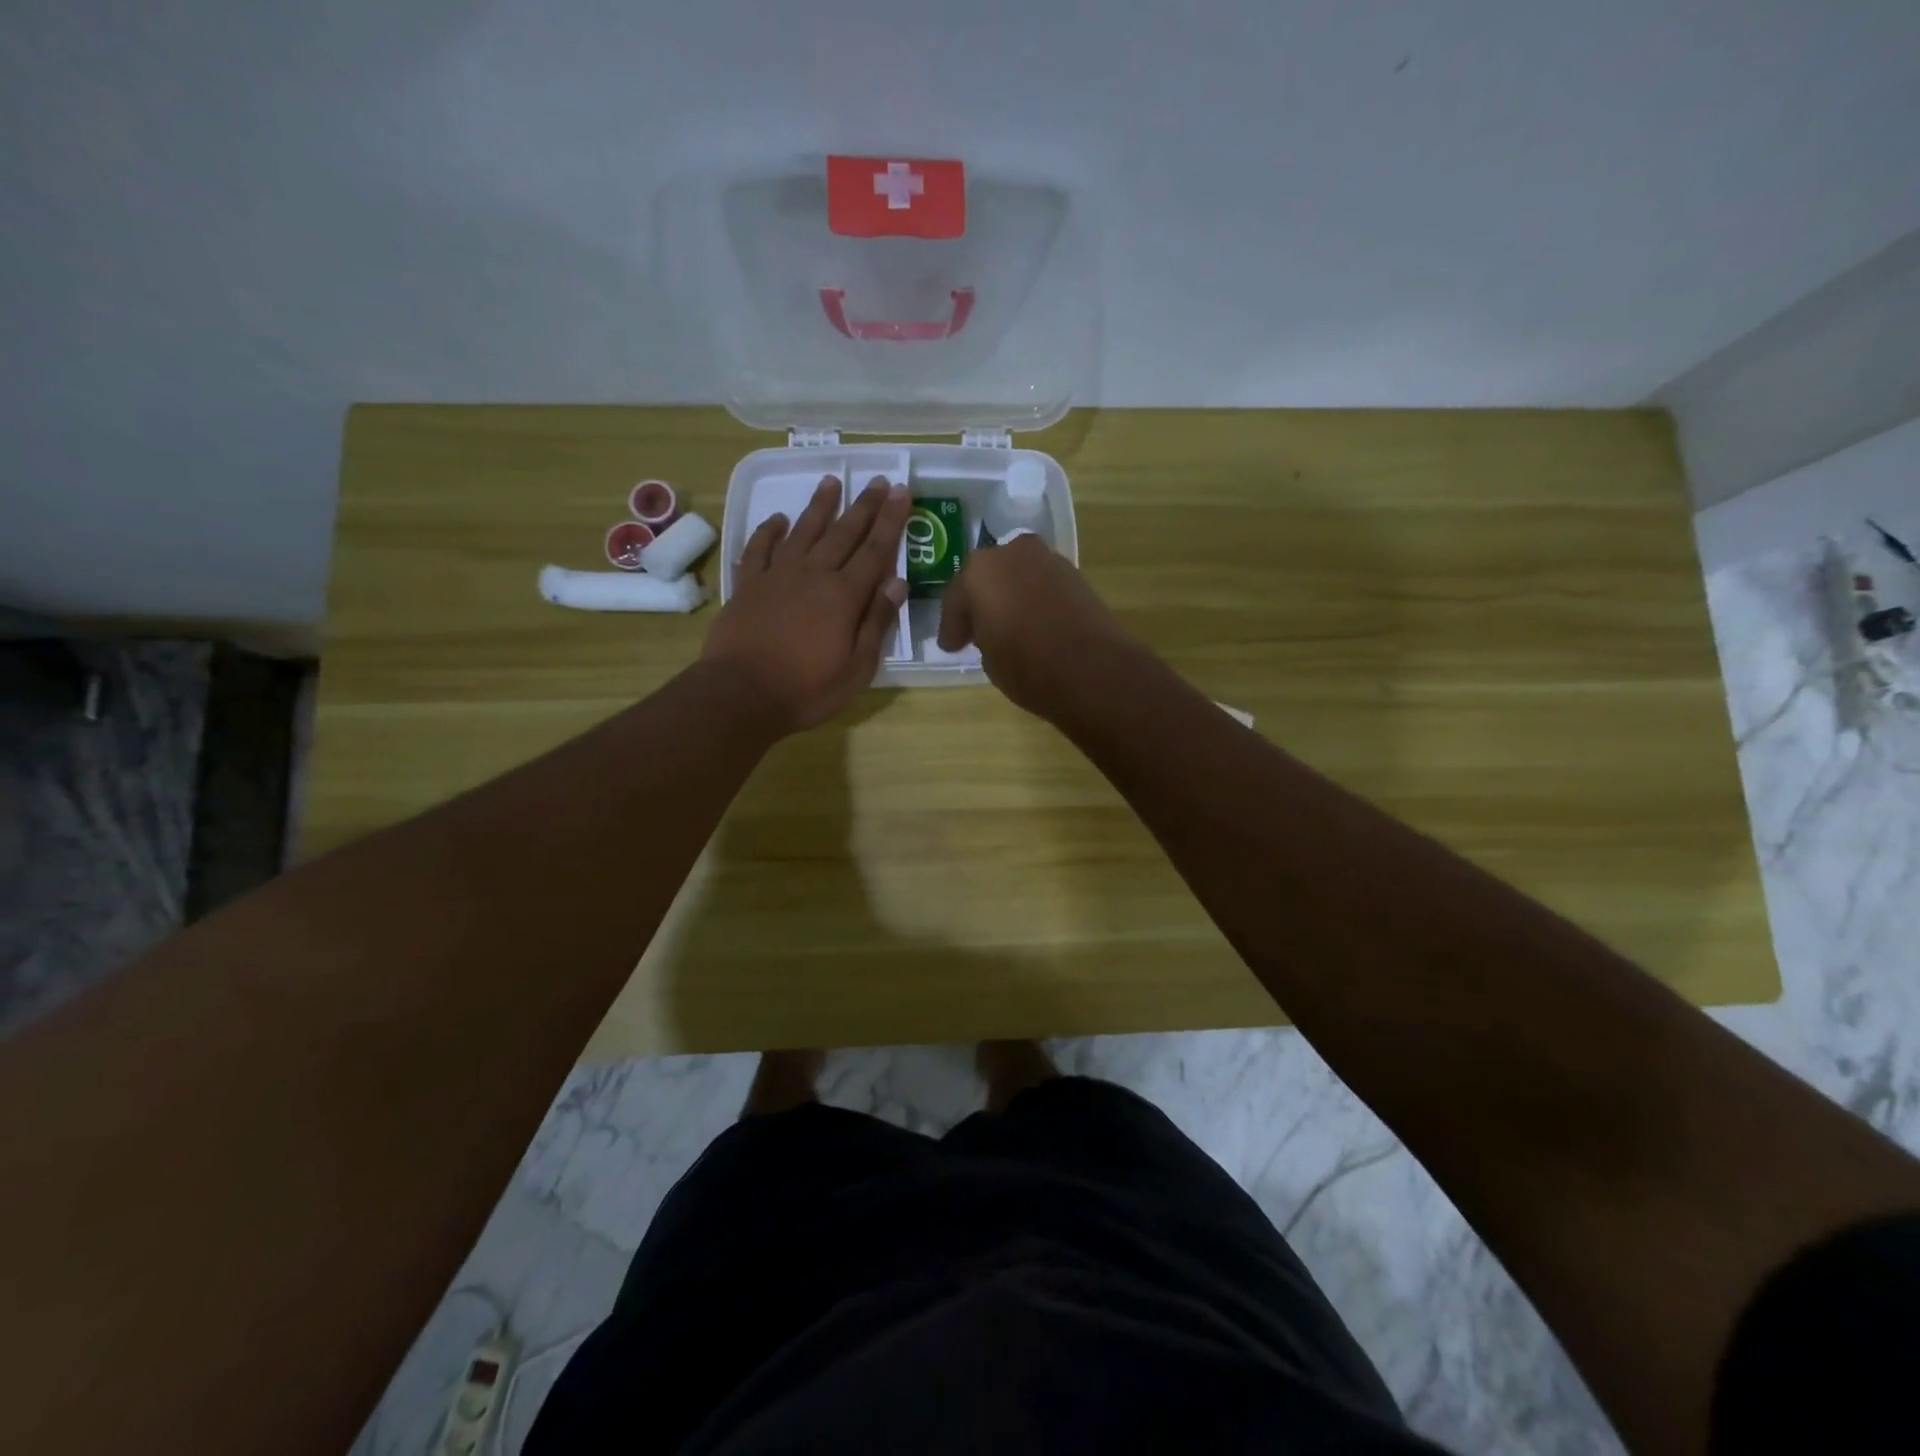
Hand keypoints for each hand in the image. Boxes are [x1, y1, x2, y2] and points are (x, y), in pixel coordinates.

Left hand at [702, 475, 910, 733]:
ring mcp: (777, 576)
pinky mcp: (748, 585)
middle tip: (877, 481)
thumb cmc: (807, 689)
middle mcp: (813, 575)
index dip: (890, 520)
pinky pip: (760, 548)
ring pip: (803, 531)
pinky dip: (770, 531)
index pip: (875, 550)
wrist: (742, 694)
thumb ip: (876, 622)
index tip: (901, 492)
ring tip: (831, 481)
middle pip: (843, 533)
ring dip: (819, 506)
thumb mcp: (857, 667)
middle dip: (863, 506)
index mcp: (844, 596)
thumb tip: (897, 582)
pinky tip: (779, 520)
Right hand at [937, 534, 1141, 719]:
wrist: (1093, 669)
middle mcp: (1012, 554)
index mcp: (979, 572)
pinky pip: (1041, 583)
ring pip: (1017, 575)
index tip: (951, 646)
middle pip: (988, 576)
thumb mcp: (989, 659)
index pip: (956, 598)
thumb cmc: (1028, 667)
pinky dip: (1034, 598)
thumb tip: (992, 630)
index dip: (952, 626)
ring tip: (1007, 626)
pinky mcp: (1075, 573)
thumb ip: (983, 635)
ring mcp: (1048, 559)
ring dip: (1010, 595)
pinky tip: (1033, 622)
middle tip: (976, 630)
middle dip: (981, 601)